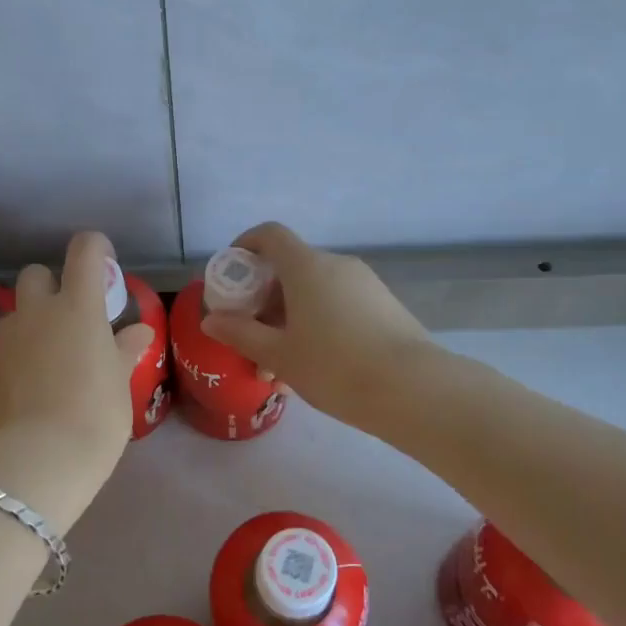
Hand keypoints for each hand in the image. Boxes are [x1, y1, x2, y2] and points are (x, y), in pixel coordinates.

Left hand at [0, 232, 153, 526]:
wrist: (41, 457)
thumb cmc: (96, 413)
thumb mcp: (120, 381)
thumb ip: (125, 349)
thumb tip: (138, 332)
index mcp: (78, 306)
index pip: (84, 250)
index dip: (96, 248)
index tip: (106, 264)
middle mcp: (39, 311)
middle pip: (36, 273)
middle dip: (52, 283)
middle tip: (72, 315)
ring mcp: (9, 338)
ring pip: (17, 311)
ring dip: (33, 320)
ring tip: (52, 353)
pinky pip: (7, 345)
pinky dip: (21, 352)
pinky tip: (35, 382)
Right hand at [199, 222, 434, 429]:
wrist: (414, 390)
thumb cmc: (335, 367)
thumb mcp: (279, 355)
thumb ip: (241, 334)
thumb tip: (211, 320)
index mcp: (307, 266)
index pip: (269, 235)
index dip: (245, 246)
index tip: (231, 274)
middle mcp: (336, 265)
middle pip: (290, 267)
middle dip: (265, 298)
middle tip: (251, 336)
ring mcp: (365, 284)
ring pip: (315, 291)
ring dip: (290, 318)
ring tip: (280, 367)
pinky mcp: (384, 306)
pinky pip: (339, 305)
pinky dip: (318, 324)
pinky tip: (314, 368)